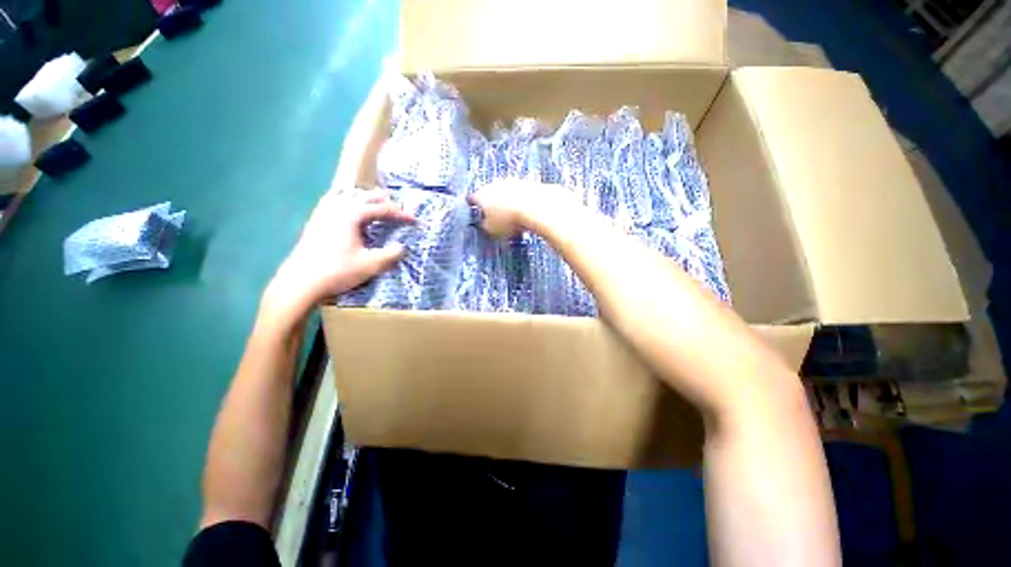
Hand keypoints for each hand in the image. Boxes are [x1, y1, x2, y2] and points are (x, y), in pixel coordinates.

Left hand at [263, 188, 414, 326]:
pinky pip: (333, 202)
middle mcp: (337, 207)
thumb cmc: (338, 271)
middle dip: (384, 201)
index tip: (415, 221)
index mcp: (352, 214)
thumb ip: (391, 254)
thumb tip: (402, 247)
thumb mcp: (371, 264)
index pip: (383, 208)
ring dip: (364, 198)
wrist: (300, 283)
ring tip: (373, 200)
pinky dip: (346, 200)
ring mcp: (323, 213)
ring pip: (347, 196)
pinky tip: (345, 206)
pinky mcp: (315, 221)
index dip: (401, 214)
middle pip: (365, 196)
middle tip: (398, 207)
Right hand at [470, 180, 576, 237]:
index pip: (472, 199)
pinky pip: (521, 194)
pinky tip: (526, 212)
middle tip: (495, 217)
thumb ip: (484, 226)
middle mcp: (495, 184)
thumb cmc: (509, 220)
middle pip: (490, 193)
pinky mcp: (528, 183)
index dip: (473, 206)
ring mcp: (512, 181)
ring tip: (513, 217)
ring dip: (507, 202)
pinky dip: (521, 202)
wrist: (536, 207)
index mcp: (481, 195)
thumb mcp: (491, 231)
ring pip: (506, 192)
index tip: (475, 212)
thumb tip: (484, 224)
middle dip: (492, 203)